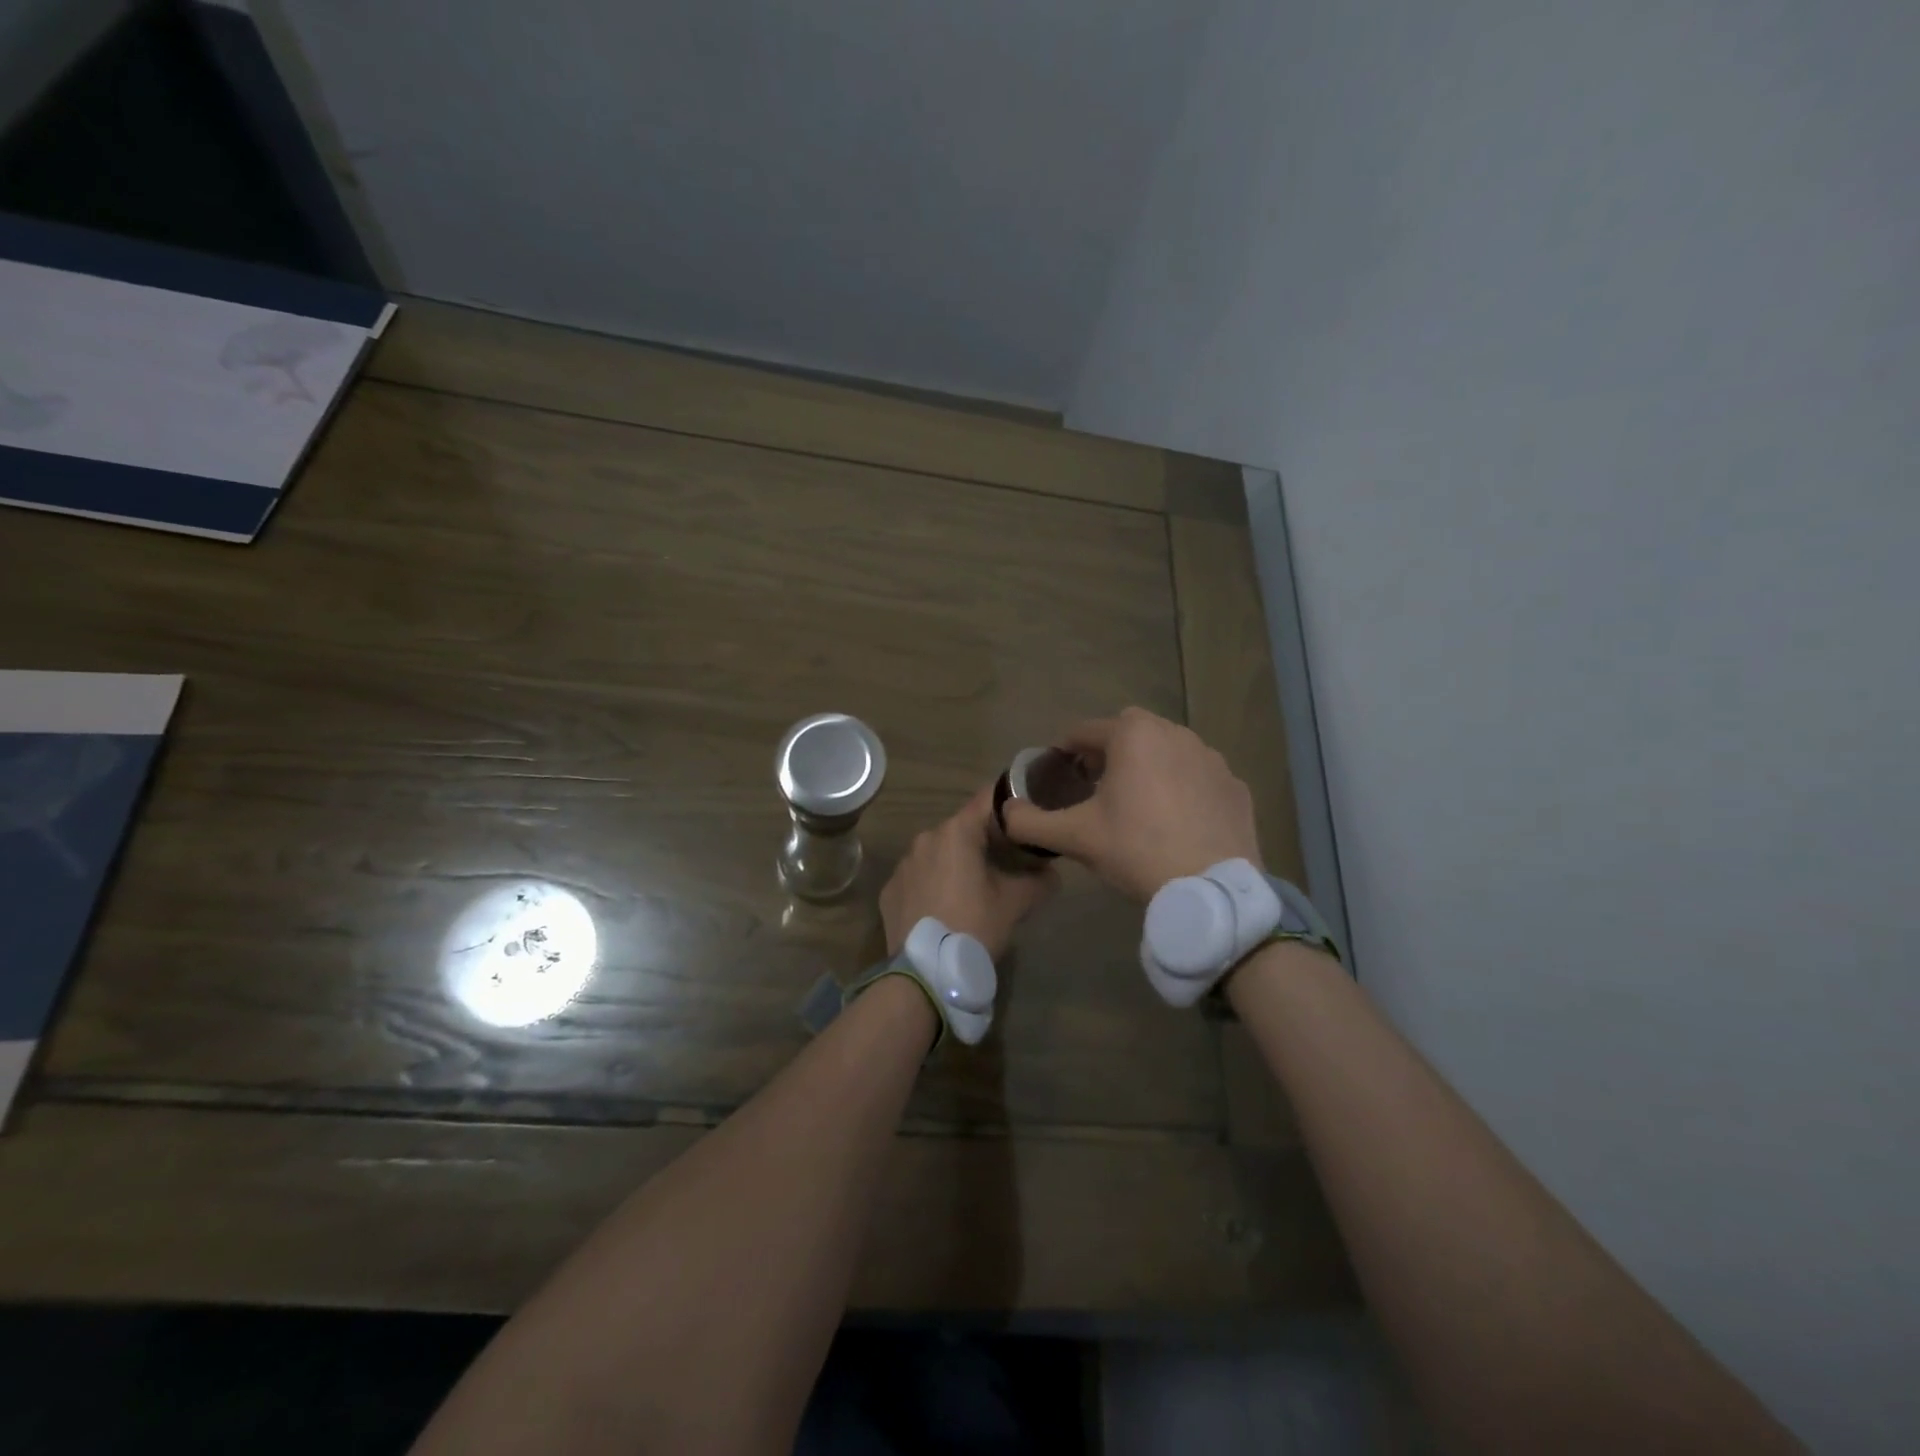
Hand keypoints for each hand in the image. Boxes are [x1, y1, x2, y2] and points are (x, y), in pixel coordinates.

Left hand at [881, 786, 1054, 959]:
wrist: (925, 974)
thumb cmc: (974, 926)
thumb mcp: (1015, 904)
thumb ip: (1039, 881)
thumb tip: (1051, 874)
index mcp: (956, 833)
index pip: (987, 801)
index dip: (1009, 806)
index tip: (1024, 818)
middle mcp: (925, 839)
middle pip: (962, 829)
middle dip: (983, 841)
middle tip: (1006, 861)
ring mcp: (903, 865)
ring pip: (938, 853)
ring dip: (956, 863)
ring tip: (974, 889)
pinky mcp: (889, 891)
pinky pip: (918, 878)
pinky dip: (933, 885)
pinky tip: (945, 908)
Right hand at [999, 707, 1260, 901]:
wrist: (1211, 888)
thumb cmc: (1136, 849)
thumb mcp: (1075, 837)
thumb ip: (1030, 822)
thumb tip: (1003, 813)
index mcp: (1133, 735)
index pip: (1085, 731)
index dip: (1065, 751)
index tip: (1058, 775)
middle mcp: (1175, 733)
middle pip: (1129, 734)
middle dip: (1108, 754)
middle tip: (1095, 788)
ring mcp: (1211, 758)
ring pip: (1167, 752)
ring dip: (1148, 768)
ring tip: (1137, 806)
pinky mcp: (1235, 786)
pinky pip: (1198, 778)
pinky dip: (1183, 789)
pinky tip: (1176, 823)